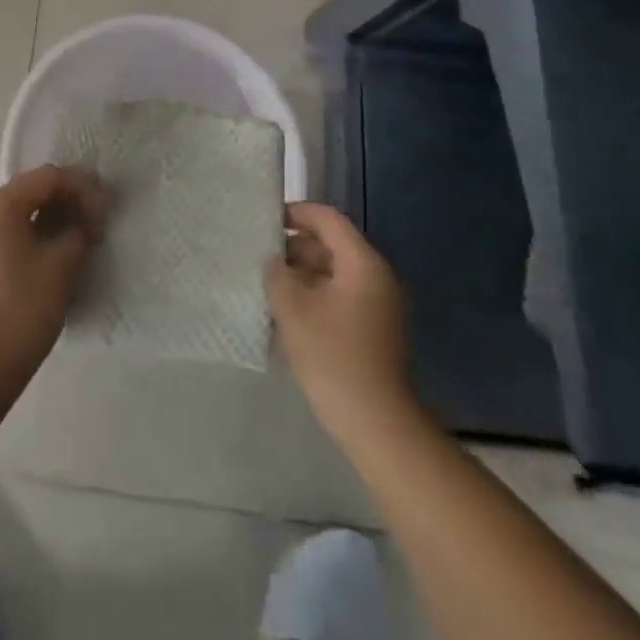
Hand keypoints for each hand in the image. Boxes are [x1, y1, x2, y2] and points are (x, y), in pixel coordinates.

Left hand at [0, 165, 107, 383]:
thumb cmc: (21, 307)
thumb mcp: (61, 266)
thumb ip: (78, 232)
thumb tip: (85, 222)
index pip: (49, 177)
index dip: (83, 189)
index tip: (106, 213)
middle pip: (32, 192)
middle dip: (68, 203)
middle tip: (97, 225)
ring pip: (20, 216)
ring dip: (51, 222)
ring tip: (79, 243)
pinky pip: (8, 237)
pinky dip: (33, 239)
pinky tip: (53, 260)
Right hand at [267, 202, 418, 451]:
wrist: (377, 425)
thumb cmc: (333, 357)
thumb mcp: (293, 309)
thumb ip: (277, 274)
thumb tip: (274, 261)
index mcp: (362, 263)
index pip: (328, 219)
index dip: (296, 213)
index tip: (265, 222)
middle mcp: (376, 278)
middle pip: (332, 246)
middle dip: (294, 249)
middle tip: (260, 260)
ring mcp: (379, 307)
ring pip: (334, 274)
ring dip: (302, 276)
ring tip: (268, 289)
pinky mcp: (375, 332)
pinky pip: (341, 299)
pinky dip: (315, 298)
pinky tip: (288, 317)